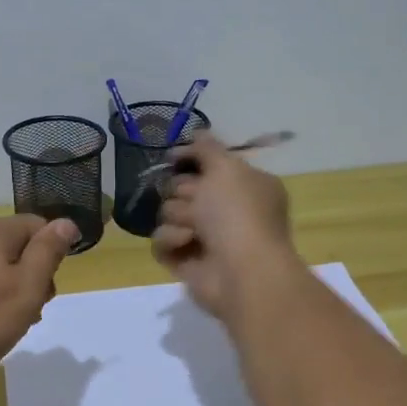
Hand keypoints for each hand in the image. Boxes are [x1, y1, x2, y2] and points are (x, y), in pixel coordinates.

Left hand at [0, 215, 79, 391]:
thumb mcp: (26, 288)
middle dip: (33, 275)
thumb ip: (48, 253)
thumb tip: (67, 223)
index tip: (49, 288)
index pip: (39, 225)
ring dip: (12, 291)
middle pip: (18, 246)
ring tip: (10, 324)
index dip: (53, 254)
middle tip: (33, 310)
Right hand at [152, 134, 304, 320]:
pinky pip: (162, 242)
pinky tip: (185, 245)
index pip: (208, 165)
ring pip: (169, 213)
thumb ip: (207, 148)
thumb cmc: (238, 214)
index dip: (191, 159)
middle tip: (196, 202)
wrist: (241, 271)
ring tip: (194, 230)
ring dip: (178, 217)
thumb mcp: (226, 168)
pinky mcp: (186, 262)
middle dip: (183, 192)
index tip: (173, 158)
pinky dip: (171, 241)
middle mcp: (227, 211)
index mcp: (244, 186)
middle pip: (183, 188)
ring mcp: (206, 238)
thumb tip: (197, 134)